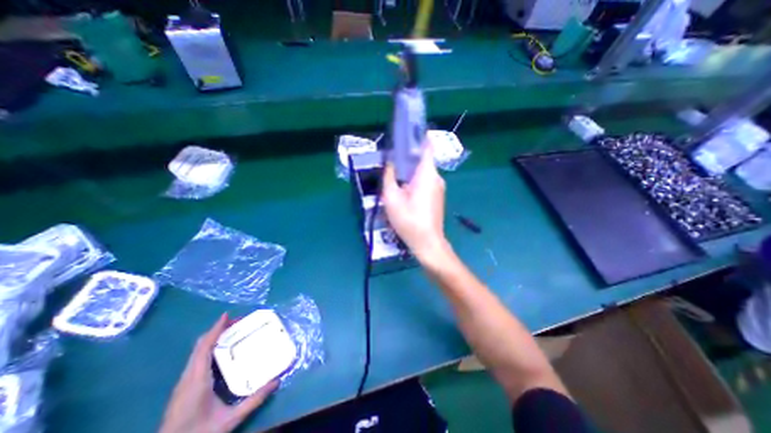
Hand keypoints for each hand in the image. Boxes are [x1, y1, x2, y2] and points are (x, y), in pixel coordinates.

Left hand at [159, 314, 276, 432]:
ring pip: (197, 352)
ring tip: (233, 332)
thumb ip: (254, 401)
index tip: (227, 315)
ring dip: (213, 338)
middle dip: (217, 330)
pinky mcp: (183, 387)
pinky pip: (196, 359)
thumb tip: (277, 381)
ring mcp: (183, 382)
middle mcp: (188, 377)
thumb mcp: (229, 420)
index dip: (216, 329)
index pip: (205, 347)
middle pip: (200, 346)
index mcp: (197, 380)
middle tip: (238, 322)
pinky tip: (221, 352)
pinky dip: (209, 348)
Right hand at [382, 143, 449, 261]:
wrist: (428, 243)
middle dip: (408, 156)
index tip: (407, 131)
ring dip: (410, 169)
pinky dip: (415, 179)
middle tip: (392, 156)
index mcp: (427, 174)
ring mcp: (439, 188)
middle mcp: (437, 177)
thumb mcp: (392, 198)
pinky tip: (404, 187)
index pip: (427, 147)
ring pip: (423, 171)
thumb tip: (390, 162)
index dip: (419, 136)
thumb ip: (389, 176)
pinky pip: (425, 181)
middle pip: (423, 159)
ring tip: (395, 172)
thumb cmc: (409, 220)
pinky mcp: (437, 196)